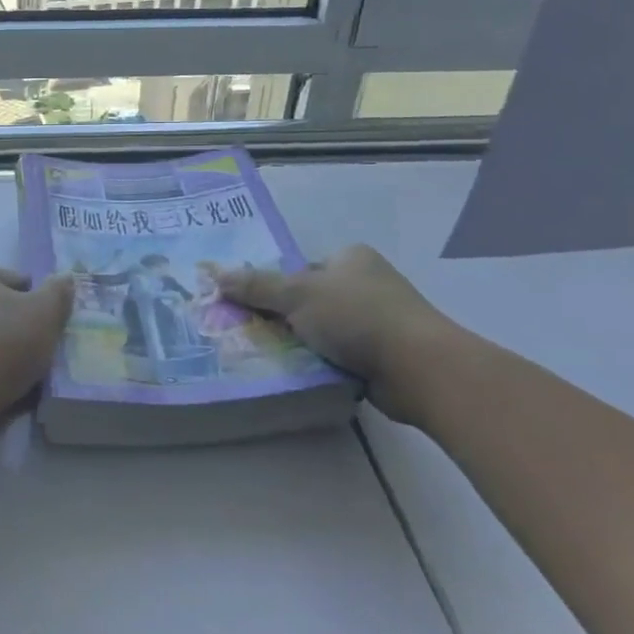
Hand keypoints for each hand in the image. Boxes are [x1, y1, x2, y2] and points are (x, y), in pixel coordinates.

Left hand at [0, 266, 73, 426]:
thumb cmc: (1, 343)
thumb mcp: (44, 312)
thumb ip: (58, 293)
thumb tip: (65, 278)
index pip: (16, 280)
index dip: (40, 299)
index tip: (55, 323)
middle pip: (2, 314)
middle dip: (25, 332)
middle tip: (50, 352)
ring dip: (13, 361)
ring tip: (38, 381)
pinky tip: (16, 398)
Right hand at [219, 246, 453, 425]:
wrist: (418, 368)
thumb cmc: (357, 315)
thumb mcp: (297, 294)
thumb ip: (256, 286)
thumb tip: (216, 276)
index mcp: (351, 258)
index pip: (302, 268)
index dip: (275, 285)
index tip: (250, 306)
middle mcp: (366, 284)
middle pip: (310, 300)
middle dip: (284, 318)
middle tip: (252, 333)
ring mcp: (378, 321)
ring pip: (323, 331)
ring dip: (302, 344)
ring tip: (269, 357)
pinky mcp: (384, 356)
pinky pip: (340, 356)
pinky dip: (322, 364)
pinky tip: (300, 374)